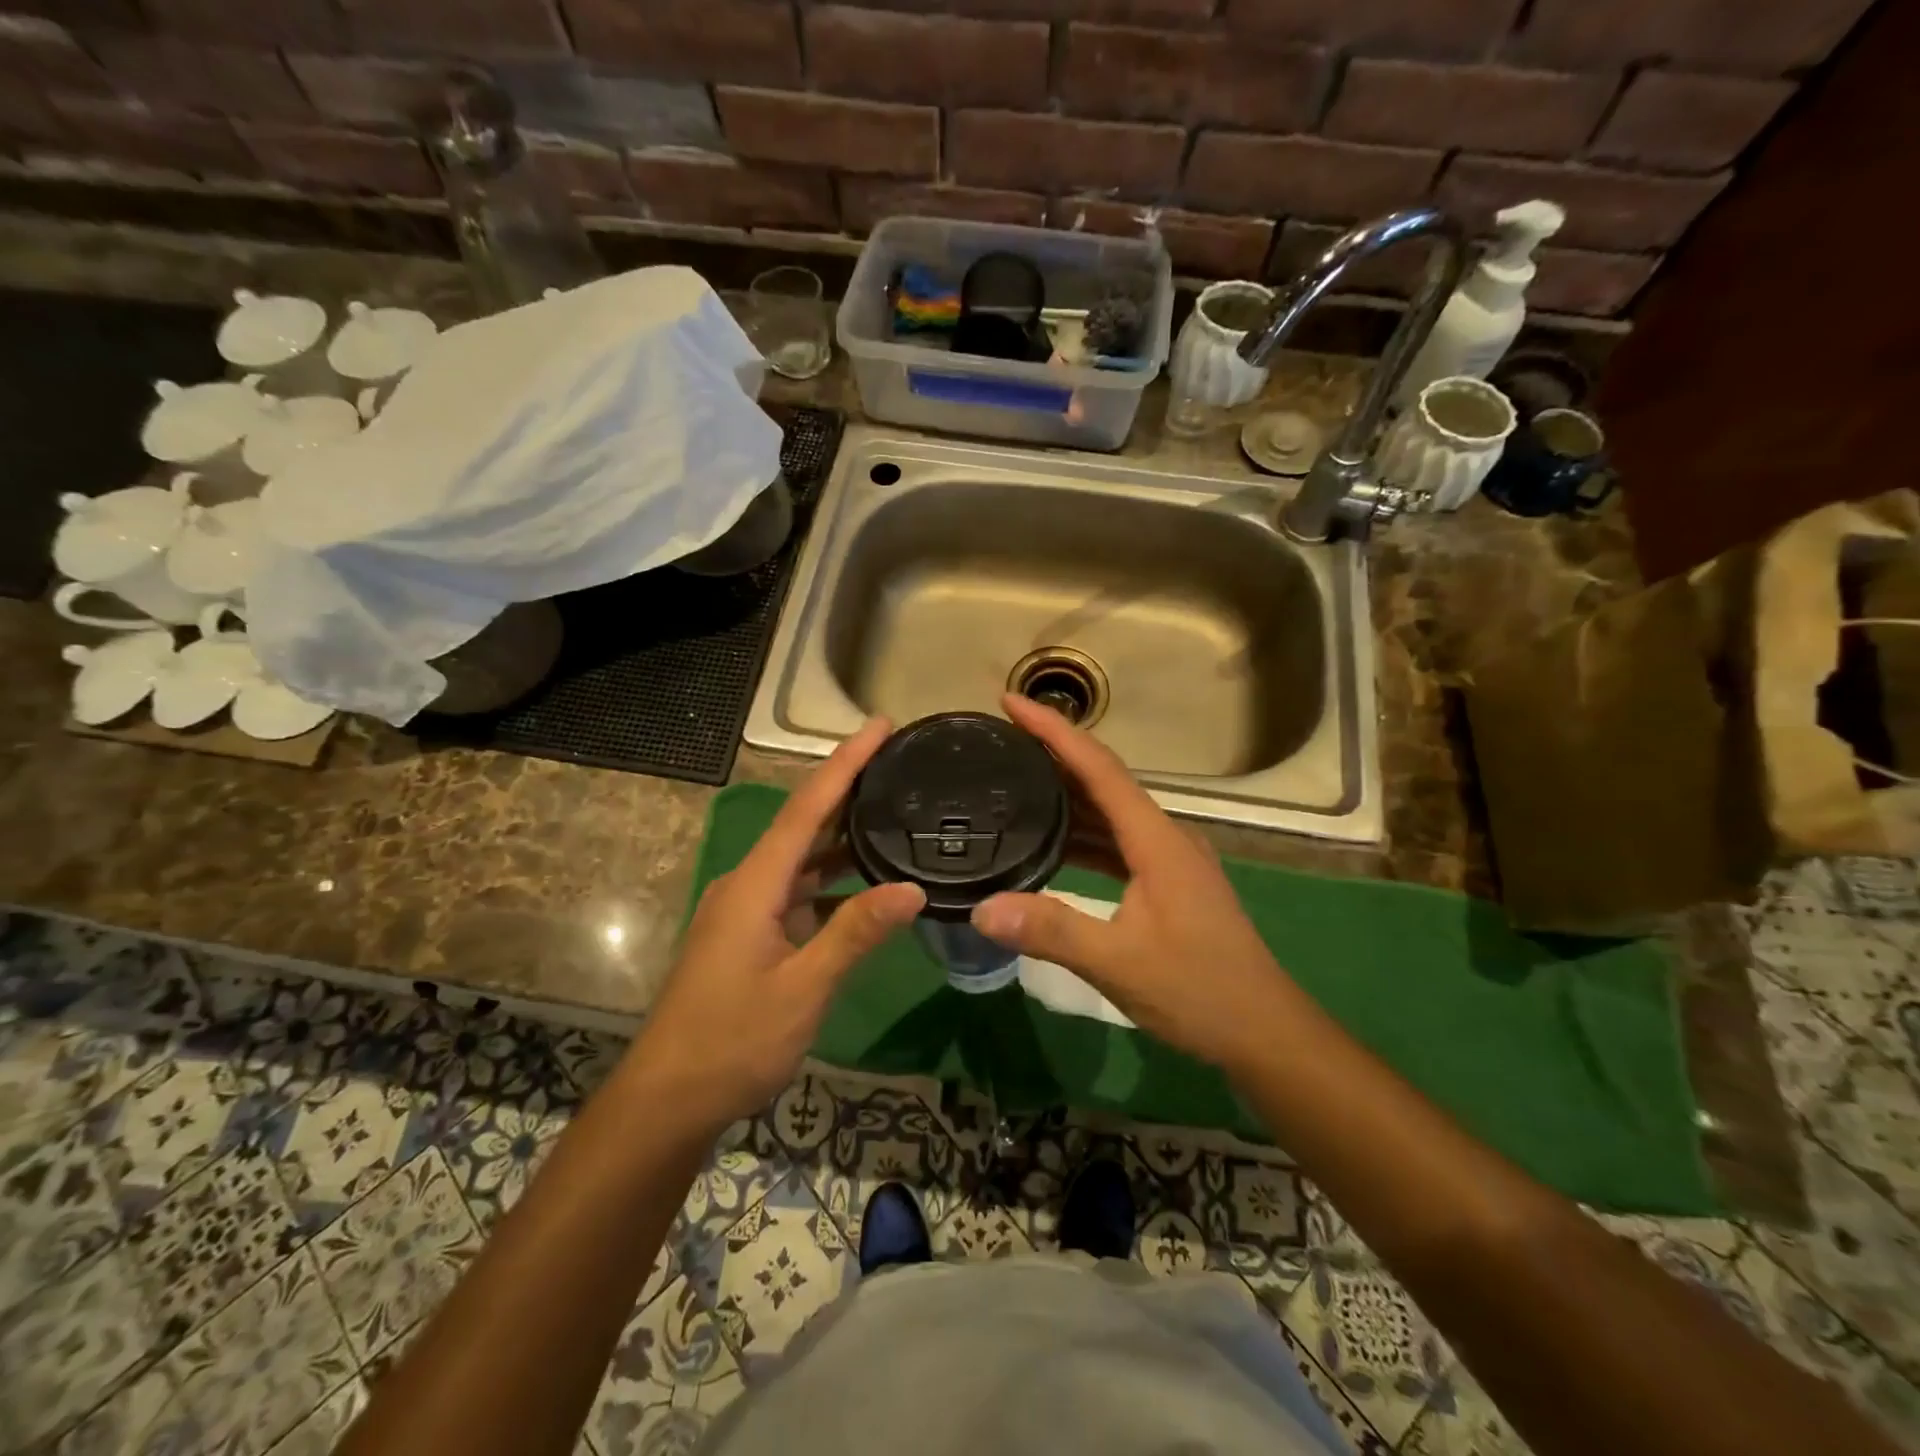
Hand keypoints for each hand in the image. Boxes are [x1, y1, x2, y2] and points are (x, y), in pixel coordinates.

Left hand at [635, 719, 924, 1131]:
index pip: (807, 807)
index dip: (845, 763)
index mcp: (755, 884)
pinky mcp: (750, 936)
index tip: (880, 725)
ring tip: (890, 812)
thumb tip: (912, 889)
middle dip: (848, 789)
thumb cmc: (732, 1042)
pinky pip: (797, 892)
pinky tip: (865, 886)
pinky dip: (831, 881)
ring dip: (842, 836)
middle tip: (897, 761)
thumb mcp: (803, 988)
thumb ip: (855, 933)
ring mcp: (746, 911)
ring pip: (801, 859)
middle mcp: (748, 885)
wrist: (667, 1101)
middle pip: (803, 823)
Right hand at [971, 694, 1297, 1076]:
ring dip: (1066, 795)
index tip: (1011, 703)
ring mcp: (1168, 860)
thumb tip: (982, 908)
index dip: (1055, 731)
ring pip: (1109, 813)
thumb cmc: (1199, 991)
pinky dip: (1081, 835)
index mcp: (1157, 840)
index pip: (1099, 768)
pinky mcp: (1166, 883)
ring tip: (1014, 781)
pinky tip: (1050, 845)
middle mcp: (1164, 837)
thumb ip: (1052, 931)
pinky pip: (1115, 842)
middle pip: (1103, 781)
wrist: (1264, 1032)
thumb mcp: (1119, 963)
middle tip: (1001, 740)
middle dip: (1054, 754)